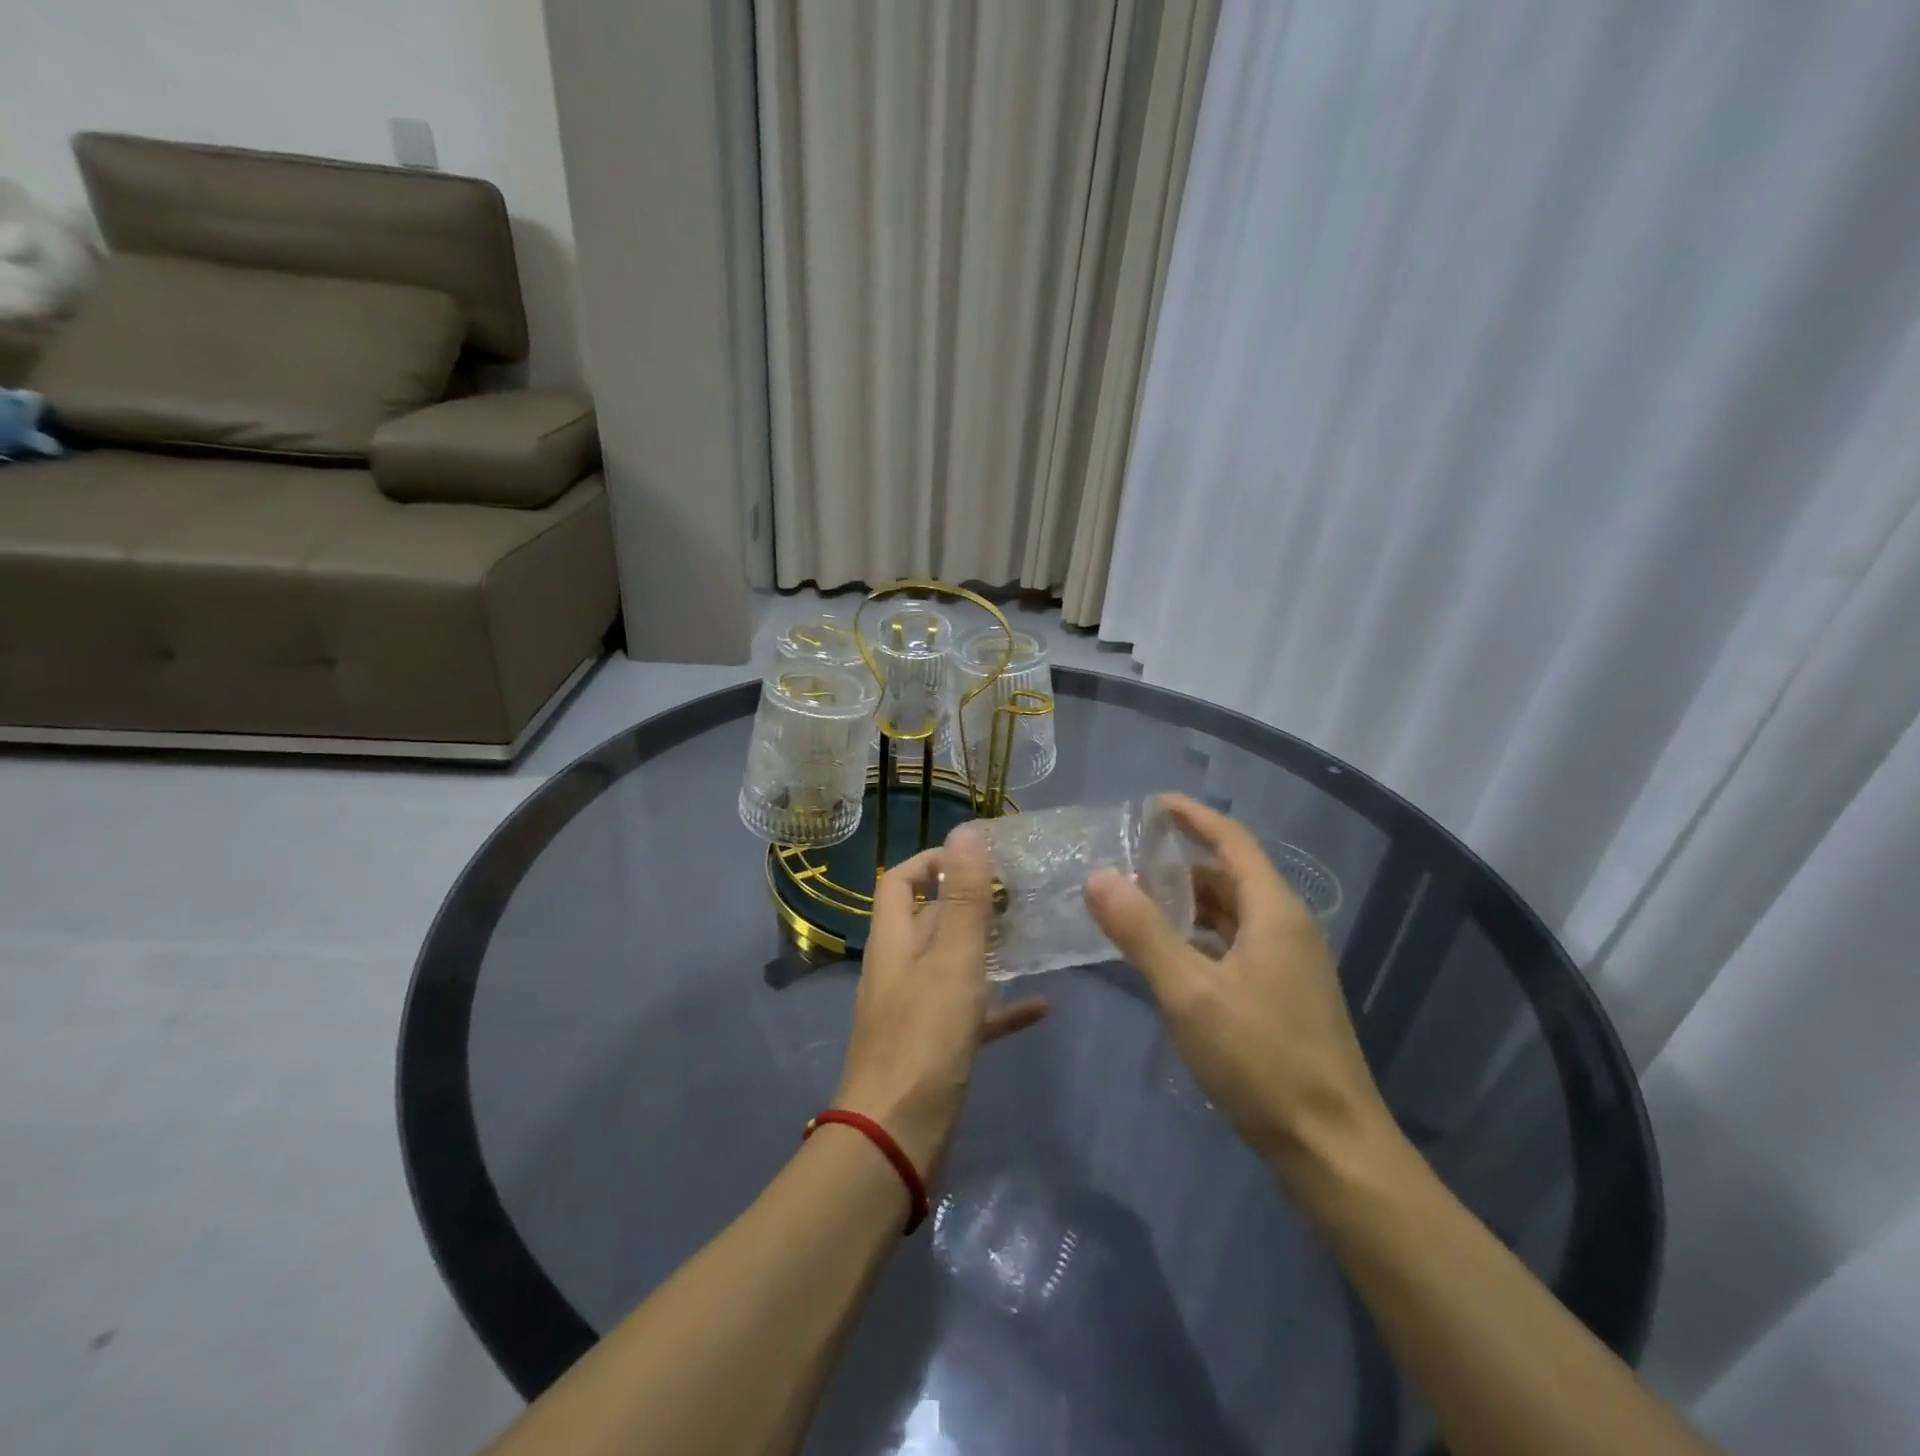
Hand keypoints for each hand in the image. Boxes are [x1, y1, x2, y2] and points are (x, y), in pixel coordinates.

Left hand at [835, 826, 1047, 1175]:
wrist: (896, 1140)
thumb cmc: (925, 1039)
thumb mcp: (953, 960)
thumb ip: (965, 898)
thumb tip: (967, 830)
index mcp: (894, 941)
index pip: (899, 880)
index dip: (932, 861)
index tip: (977, 857)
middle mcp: (899, 969)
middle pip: (930, 920)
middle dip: (969, 902)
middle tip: (1019, 893)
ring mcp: (916, 1010)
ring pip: (952, 965)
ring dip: (987, 950)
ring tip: (1031, 936)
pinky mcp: (935, 1048)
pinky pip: (971, 1014)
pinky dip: (1000, 1005)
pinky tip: (1041, 1007)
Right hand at [1085, 794, 1389, 1173]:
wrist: (1331, 1146)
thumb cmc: (1261, 1060)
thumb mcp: (1189, 993)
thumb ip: (1141, 932)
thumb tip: (1099, 878)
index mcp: (1274, 912)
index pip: (1231, 841)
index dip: (1192, 816)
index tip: (1151, 804)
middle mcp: (1287, 927)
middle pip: (1230, 875)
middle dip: (1180, 863)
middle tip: (1128, 862)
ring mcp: (1289, 963)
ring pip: (1232, 913)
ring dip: (1188, 903)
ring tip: (1138, 904)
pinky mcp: (1284, 995)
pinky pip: (1236, 944)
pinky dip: (1200, 936)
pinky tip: (1169, 955)